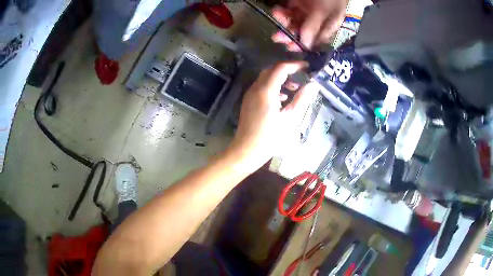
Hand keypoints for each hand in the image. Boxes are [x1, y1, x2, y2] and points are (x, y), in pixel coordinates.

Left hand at [227, 61, 316, 173]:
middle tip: (302, 75)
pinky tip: (282, 98)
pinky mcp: (248, 101)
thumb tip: (313, 85)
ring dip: (280, 78)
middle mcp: (256, 88)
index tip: (307, 67)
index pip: (281, 68)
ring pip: (266, 78)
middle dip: (287, 70)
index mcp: (266, 90)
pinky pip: (261, 87)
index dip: (295, 65)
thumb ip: (301, 99)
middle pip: (272, 70)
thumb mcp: (290, 118)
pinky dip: (273, 86)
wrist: (246, 150)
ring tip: (295, 87)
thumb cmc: (270, 137)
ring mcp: (250, 94)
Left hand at [271, 0, 348, 50]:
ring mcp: (308, 10)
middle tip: (278, 37)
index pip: (316, 39)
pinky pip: (289, 10)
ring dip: (284, 21)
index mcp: (329, 24)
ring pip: (294, 21)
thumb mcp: (323, 10)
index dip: (304, 44)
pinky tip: (277, 10)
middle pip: (303, 31)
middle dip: (290, 34)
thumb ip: (314, 26)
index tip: (290, 46)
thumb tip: (306, 45)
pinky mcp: (298, 3)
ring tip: (276, 16)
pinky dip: (282, 12)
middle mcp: (318, 19)